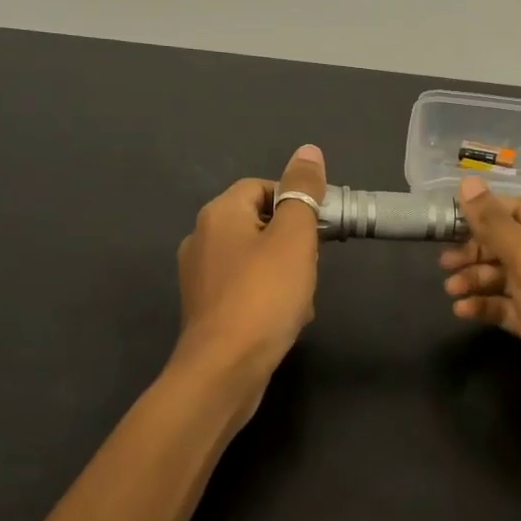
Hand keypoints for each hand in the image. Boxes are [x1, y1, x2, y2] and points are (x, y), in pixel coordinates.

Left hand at [175, 145, 327, 386]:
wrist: (224, 370)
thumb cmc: (263, 296)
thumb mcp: (294, 237)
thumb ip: (303, 192)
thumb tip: (308, 150)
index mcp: (219, 214)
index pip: (262, 187)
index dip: (296, 202)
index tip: (320, 228)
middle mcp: (202, 238)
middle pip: (260, 223)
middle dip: (293, 243)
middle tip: (311, 266)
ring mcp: (200, 277)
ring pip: (256, 259)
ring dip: (286, 273)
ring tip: (301, 299)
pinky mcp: (206, 309)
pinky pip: (246, 289)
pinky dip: (268, 297)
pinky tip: (285, 319)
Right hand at [440, 177, 520, 437]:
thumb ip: (494, 223)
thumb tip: (467, 182)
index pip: (519, 209)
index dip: (483, 213)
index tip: (446, 220)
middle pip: (508, 243)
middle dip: (475, 251)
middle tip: (444, 263)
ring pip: (504, 276)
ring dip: (476, 280)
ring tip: (451, 290)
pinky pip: (506, 306)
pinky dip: (485, 306)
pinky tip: (463, 312)